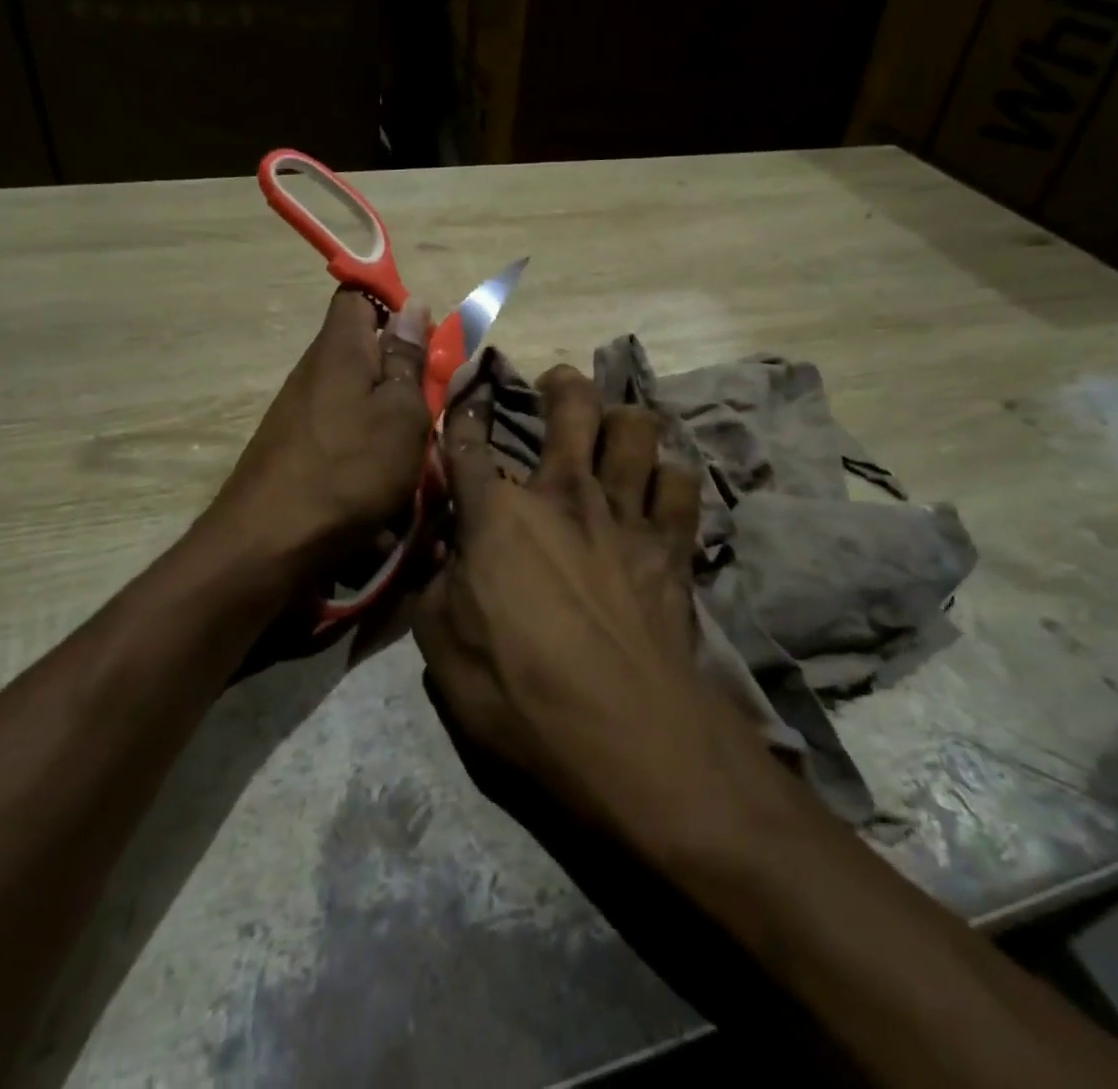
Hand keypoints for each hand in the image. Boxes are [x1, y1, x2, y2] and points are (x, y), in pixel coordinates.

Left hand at [214, 288, 431, 567]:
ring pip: (359, 394)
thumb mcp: (401, 413)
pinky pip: (344, 429)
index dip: (396, 305)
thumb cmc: (349, 470)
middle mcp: (314, 370)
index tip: (428, 338)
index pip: (360, 294)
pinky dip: (370, 446)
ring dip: (391, 415)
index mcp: (339, 348)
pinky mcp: (296, 447)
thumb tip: (413, 306)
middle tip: (434, 403)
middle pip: (364, 349)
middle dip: (404, 370)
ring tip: (417, 450)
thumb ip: (409, 360)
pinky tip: (385, 479)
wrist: (268, 545)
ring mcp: (300, 411)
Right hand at [413, 365, 735, 833]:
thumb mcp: (442, 648)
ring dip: (624, 420)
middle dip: (562, 385)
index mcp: (499, 514)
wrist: (624, 734)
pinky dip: (670, 477)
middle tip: (558, 384)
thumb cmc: (518, 692)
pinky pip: (680, 484)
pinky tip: (661, 485)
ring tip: (617, 428)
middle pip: (571, 407)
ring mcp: (624, 513)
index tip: (466, 398)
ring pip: (636, 429)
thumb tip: (445, 554)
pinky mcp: (671, 544)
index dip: (464, 415)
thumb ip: (437, 586)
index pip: (469, 445)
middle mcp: (563, 494)